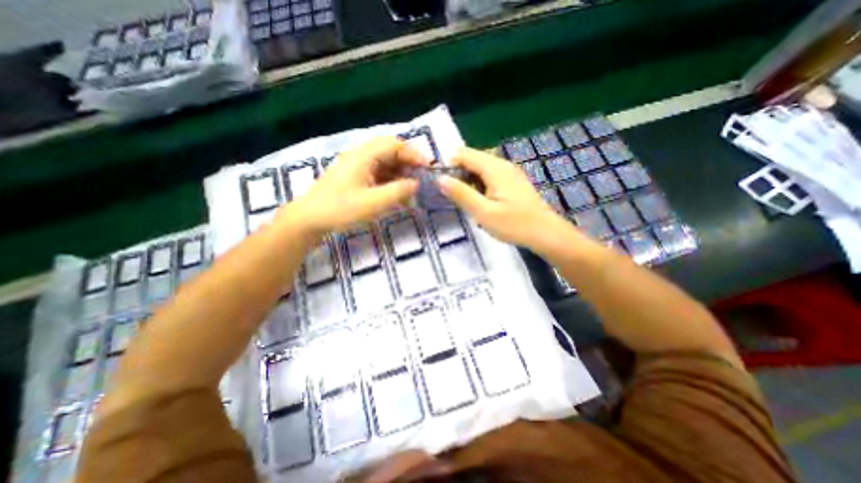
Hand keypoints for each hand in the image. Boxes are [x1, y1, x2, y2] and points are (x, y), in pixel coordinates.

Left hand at [287, 136, 423, 235]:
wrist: (310, 219)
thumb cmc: (341, 209)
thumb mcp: (374, 202)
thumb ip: (399, 191)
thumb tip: (416, 183)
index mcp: (364, 155)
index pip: (394, 144)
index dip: (414, 153)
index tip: (428, 167)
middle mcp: (360, 156)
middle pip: (390, 152)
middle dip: (408, 163)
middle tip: (422, 178)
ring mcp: (356, 167)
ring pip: (384, 163)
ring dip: (400, 173)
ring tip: (412, 189)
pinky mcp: (355, 177)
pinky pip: (377, 174)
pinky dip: (390, 181)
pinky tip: (397, 194)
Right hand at [440, 147, 570, 252]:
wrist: (545, 233)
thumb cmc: (514, 224)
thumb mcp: (483, 212)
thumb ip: (461, 194)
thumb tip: (440, 179)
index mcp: (494, 168)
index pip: (464, 154)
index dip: (449, 164)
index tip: (440, 182)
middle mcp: (502, 164)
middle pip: (473, 159)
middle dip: (458, 173)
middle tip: (451, 195)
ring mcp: (510, 172)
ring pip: (481, 168)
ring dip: (469, 180)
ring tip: (464, 200)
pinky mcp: (513, 182)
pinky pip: (490, 175)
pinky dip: (479, 184)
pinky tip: (480, 200)